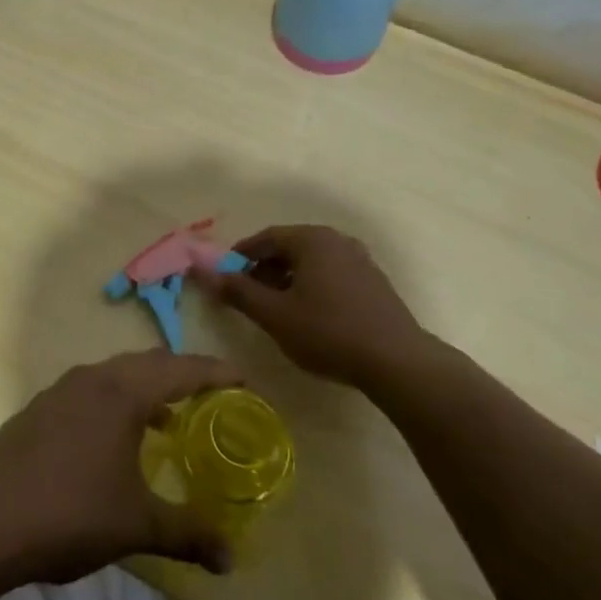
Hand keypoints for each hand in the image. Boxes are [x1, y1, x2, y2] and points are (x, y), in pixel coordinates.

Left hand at [0, 352, 236, 596]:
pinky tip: (118, 441)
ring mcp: (60, 390)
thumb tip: (231, 559)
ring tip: (171, 423)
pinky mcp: (39, 409)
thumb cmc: (66, 514)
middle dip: (184, 377)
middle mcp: (92, 378)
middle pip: (150, 363)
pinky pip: (92, 391)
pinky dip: (118, 403)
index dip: (218, 373)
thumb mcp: (135, 527)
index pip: (182, 369)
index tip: (247, 382)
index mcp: (122, 391)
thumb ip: (187, 534)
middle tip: (214, 399)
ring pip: (117, 375)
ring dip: (148, 390)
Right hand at [207, 225, 450, 386]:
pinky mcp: (374, 282)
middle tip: (247, 295)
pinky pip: (332, 274)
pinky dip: (312, 286)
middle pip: (290, 247)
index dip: (241, 256)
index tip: (225, 277)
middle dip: (264, 268)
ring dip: (288, 279)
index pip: (266, 237)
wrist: (396, 361)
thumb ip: (238, 291)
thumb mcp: (274, 315)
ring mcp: (360, 260)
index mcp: (312, 240)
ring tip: (275, 308)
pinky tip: (309, 315)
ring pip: (312, 262)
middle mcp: (337, 240)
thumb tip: (204, 271)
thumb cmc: (328, 332)